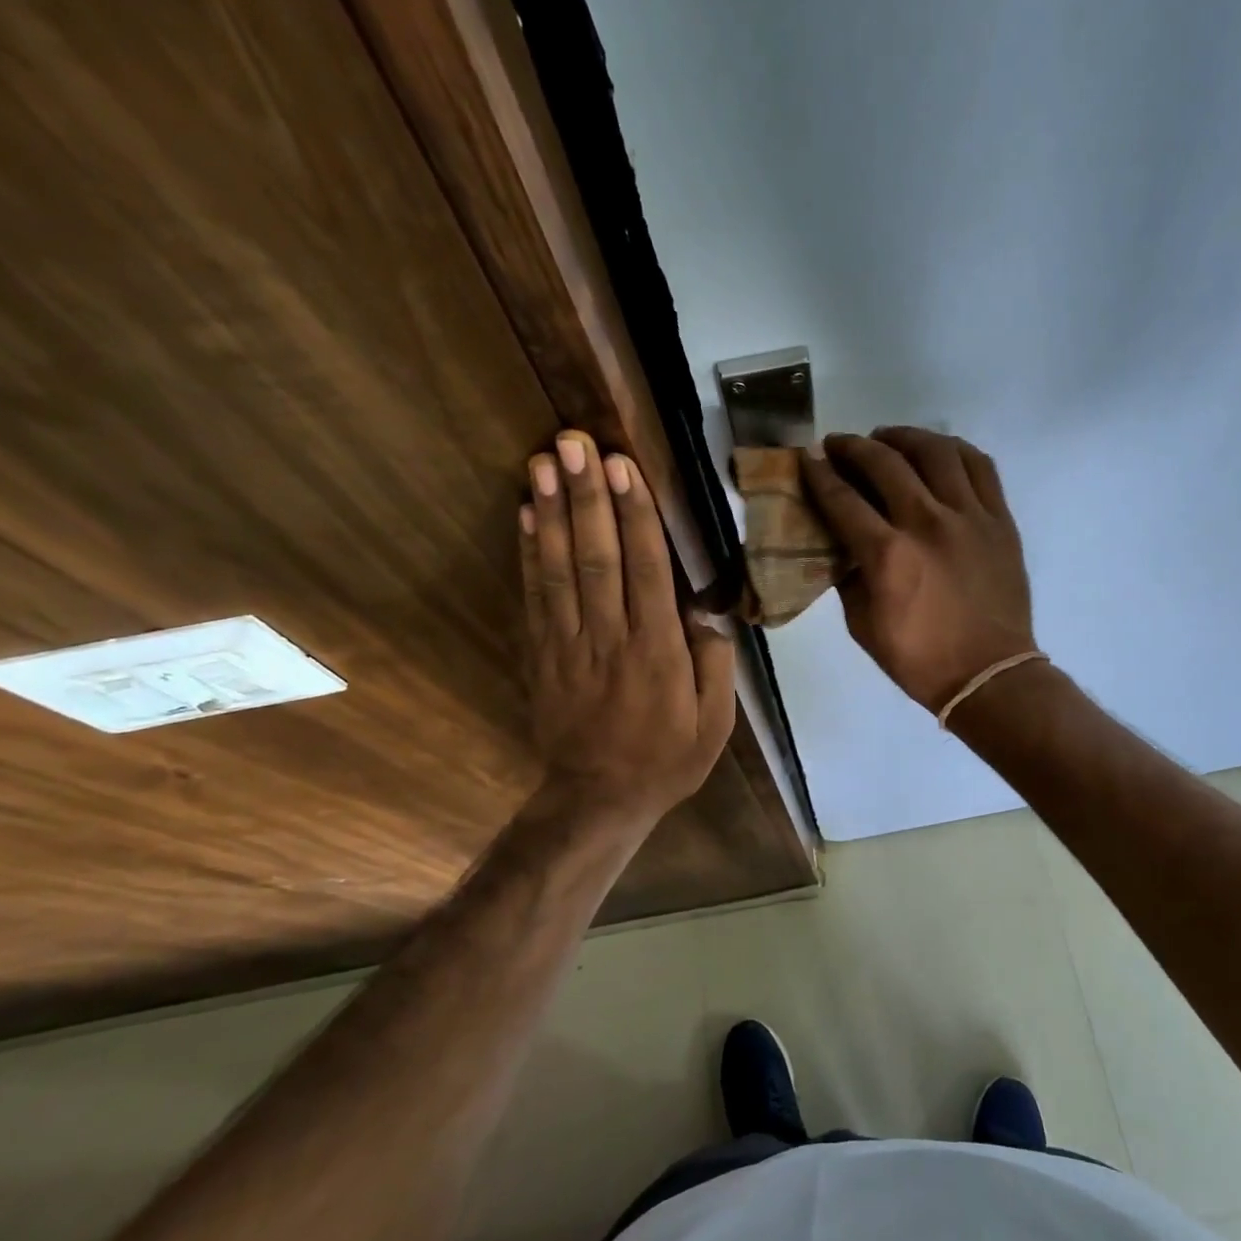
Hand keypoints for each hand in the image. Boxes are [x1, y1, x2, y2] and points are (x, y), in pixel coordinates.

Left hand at [520, 431, 734, 826]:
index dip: (634, 516)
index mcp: (658, 652)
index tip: (623, 467)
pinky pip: (534, 597)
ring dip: (552, 513)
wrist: (599, 798)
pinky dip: (529, 554)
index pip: (646, 571)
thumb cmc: (667, 759)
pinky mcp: (542, 655)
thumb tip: (705, 611)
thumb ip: (713, 663)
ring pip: (560, 570)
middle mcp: (610, 639)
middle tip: (575, 443)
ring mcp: (569, 645)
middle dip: (587, 497)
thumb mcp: (714, 723)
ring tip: (543, 462)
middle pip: (597, 557)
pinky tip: (526, 515)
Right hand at [801, 427, 1037, 713]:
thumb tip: (843, 544)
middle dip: (853, 447)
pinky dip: (953, 449)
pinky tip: (937, 451)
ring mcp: (970, 516)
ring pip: (935, 451)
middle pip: (884, 462)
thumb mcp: (863, 626)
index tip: (807, 459)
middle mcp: (927, 523)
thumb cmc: (919, 659)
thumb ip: (848, 577)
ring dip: (903, 437)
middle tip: (838, 445)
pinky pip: (979, 466)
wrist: (989, 675)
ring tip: (887, 439)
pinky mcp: (1000, 519)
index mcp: (888, 555)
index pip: (842, 499)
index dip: (818, 474)